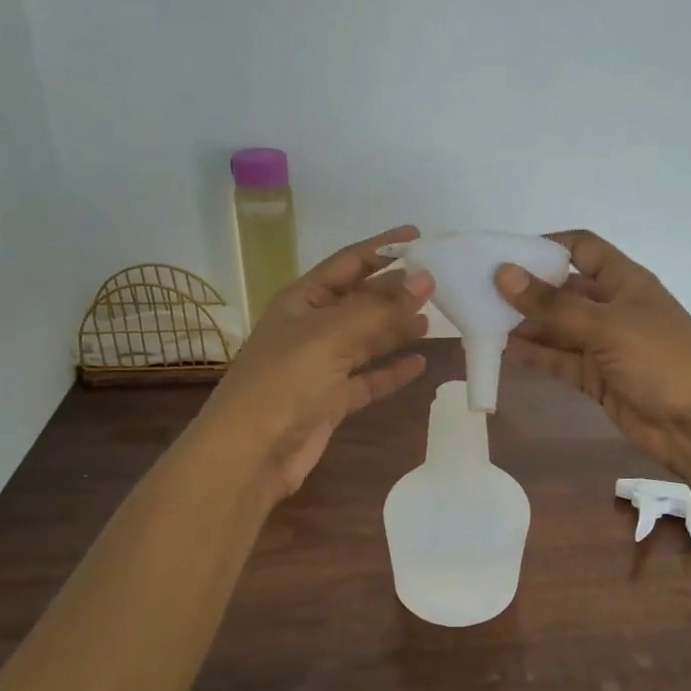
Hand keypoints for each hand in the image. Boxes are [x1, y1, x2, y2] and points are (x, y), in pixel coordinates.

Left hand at [197, 225, 433, 500]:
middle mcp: (311, 327)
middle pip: (361, 300)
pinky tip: (420, 363)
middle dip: (395, 289)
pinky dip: (391, 370)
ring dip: (396, 328)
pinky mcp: (331, 400)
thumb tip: (426, 278)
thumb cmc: (285, 381)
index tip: (420, 236)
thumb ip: (381, 308)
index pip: (348, 263)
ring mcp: (321, 365)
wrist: (250, 454)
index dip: (382, 248)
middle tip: (439, 281)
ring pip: (367, 339)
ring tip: (434, 318)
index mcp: (302, 300)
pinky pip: (368, 378)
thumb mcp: (332, 335)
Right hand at [496, 230, 690, 477]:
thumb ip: (553, 305)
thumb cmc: (661, 359)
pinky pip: (561, 361)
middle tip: (480, 292)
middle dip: (527, 290)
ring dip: (526, 326)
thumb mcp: (605, 326)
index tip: (506, 254)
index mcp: (624, 280)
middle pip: (563, 290)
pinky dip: (536, 356)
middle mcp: (612, 307)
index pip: (582, 248)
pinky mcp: (598, 378)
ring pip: (558, 328)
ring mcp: (605, 345)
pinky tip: (505, 352)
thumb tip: (503, 274)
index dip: (548, 246)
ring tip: (482, 322)